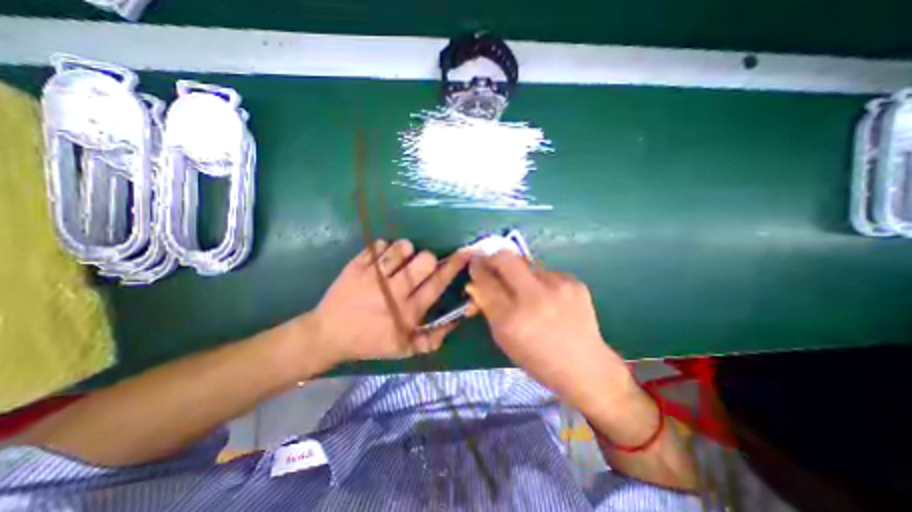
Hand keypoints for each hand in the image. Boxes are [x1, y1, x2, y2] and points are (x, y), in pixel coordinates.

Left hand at [308, 239, 470, 367]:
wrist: (327, 335)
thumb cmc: (369, 342)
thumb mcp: (403, 349)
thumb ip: (434, 338)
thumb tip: (457, 320)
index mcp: (407, 311)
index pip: (438, 283)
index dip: (454, 266)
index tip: (465, 253)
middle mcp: (393, 291)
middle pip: (424, 260)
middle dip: (428, 259)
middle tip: (419, 267)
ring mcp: (373, 276)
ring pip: (402, 248)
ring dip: (406, 252)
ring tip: (399, 262)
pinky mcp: (357, 265)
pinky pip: (379, 245)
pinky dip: (384, 249)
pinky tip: (379, 262)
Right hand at [470, 253, 636, 413]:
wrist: (586, 367)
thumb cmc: (537, 359)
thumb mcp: (504, 338)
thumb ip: (487, 307)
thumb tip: (476, 283)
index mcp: (511, 319)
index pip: (485, 281)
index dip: (477, 268)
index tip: (475, 264)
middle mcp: (534, 298)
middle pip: (504, 257)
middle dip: (492, 257)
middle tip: (491, 263)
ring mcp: (558, 287)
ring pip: (526, 264)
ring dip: (519, 274)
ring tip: (528, 293)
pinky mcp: (574, 282)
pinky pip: (546, 273)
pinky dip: (540, 282)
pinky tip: (550, 299)